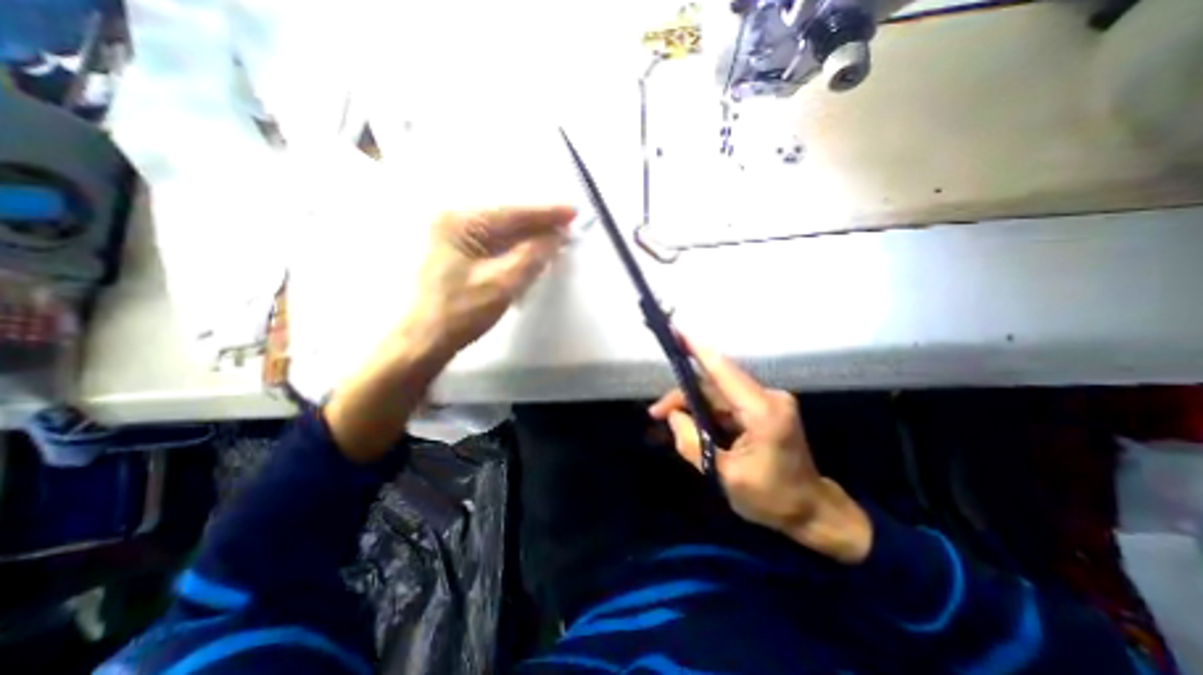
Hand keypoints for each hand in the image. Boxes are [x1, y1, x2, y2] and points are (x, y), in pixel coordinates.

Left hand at [400, 202, 574, 357]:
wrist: (429, 339)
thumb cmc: (462, 311)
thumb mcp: (502, 283)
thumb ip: (532, 256)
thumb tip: (556, 236)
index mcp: (460, 224)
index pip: (512, 214)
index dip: (546, 214)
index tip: (572, 212)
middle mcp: (456, 223)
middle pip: (508, 221)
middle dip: (540, 226)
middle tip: (569, 227)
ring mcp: (457, 239)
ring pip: (504, 234)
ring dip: (531, 239)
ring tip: (558, 239)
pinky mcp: (462, 255)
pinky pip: (497, 246)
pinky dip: (518, 250)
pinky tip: (535, 253)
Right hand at [649, 337, 874, 562]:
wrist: (812, 511)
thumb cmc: (772, 499)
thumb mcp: (726, 476)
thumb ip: (694, 444)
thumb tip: (673, 417)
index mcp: (763, 413)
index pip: (724, 372)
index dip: (698, 350)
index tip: (677, 333)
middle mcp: (768, 398)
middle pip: (715, 384)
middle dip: (684, 395)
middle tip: (657, 413)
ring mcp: (768, 401)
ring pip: (718, 393)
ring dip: (693, 404)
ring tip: (668, 419)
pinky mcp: (764, 407)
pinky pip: (727, 402)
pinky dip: (707, 410)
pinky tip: (692, 423)